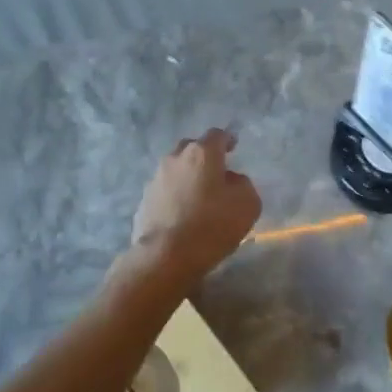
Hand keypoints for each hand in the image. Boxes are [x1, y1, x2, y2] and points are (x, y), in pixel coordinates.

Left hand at [130, 129, 261, 284]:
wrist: (165, 256)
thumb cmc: (212, 225)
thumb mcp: (247, 204)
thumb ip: (243, 184)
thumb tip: (232, 180)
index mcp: (202, 154)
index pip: (216, 135)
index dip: (227, 139)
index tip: (233, 146)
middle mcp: (174, 159)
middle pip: (191, 148)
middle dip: (203, 156)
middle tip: (215, 171)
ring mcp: (155, 180)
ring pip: (175, 169)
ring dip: (187, 177)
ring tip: (198, 195)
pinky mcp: (144, 201)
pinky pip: (164, 191)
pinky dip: (174, 196)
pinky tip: (182, 214)